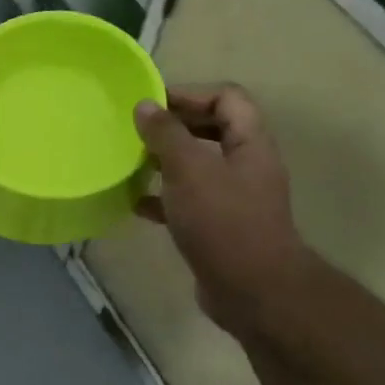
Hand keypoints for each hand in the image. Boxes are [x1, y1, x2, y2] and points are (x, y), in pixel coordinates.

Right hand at [133, 85, 308, 333]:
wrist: (252, 290)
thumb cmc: (223, 222)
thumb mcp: (189, 170)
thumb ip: (166, 135)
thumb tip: (146, 106)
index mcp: (250, 143)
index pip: (227, 98)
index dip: (190, 94)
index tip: (151, 104)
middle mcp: (246, 166)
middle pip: (212, 130)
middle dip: (174, 127)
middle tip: (138, 131)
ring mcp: (234, 198)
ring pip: (197, 167)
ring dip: (165, 162)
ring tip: (132, 163)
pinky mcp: (218, 227)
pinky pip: (188, 202)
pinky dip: (163, 199)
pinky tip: (136, 205)